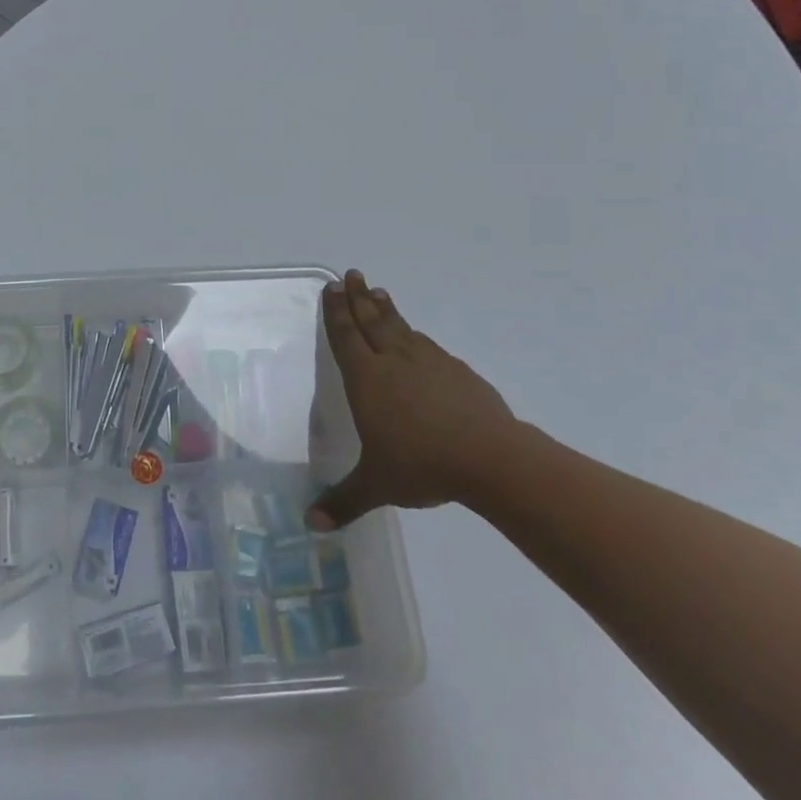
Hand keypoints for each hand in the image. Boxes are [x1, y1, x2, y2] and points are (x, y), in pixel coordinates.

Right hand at [308, 270, 528, 529]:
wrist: (491, 458)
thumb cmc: (422, 465)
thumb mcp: (376, 485)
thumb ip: (343, 501)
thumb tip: (309, 525)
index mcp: (367, 379)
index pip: (346, 337)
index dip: (336, 313)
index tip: (331, 288)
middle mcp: (394, 361)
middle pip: (372, 321)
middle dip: (358, 297)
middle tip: (351, 274)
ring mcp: (429, 362)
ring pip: (401, 327)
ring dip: (386, 309)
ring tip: (379, 292)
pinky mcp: (458, 372)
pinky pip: (427, 345)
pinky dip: (414, 334)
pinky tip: (416, 337)